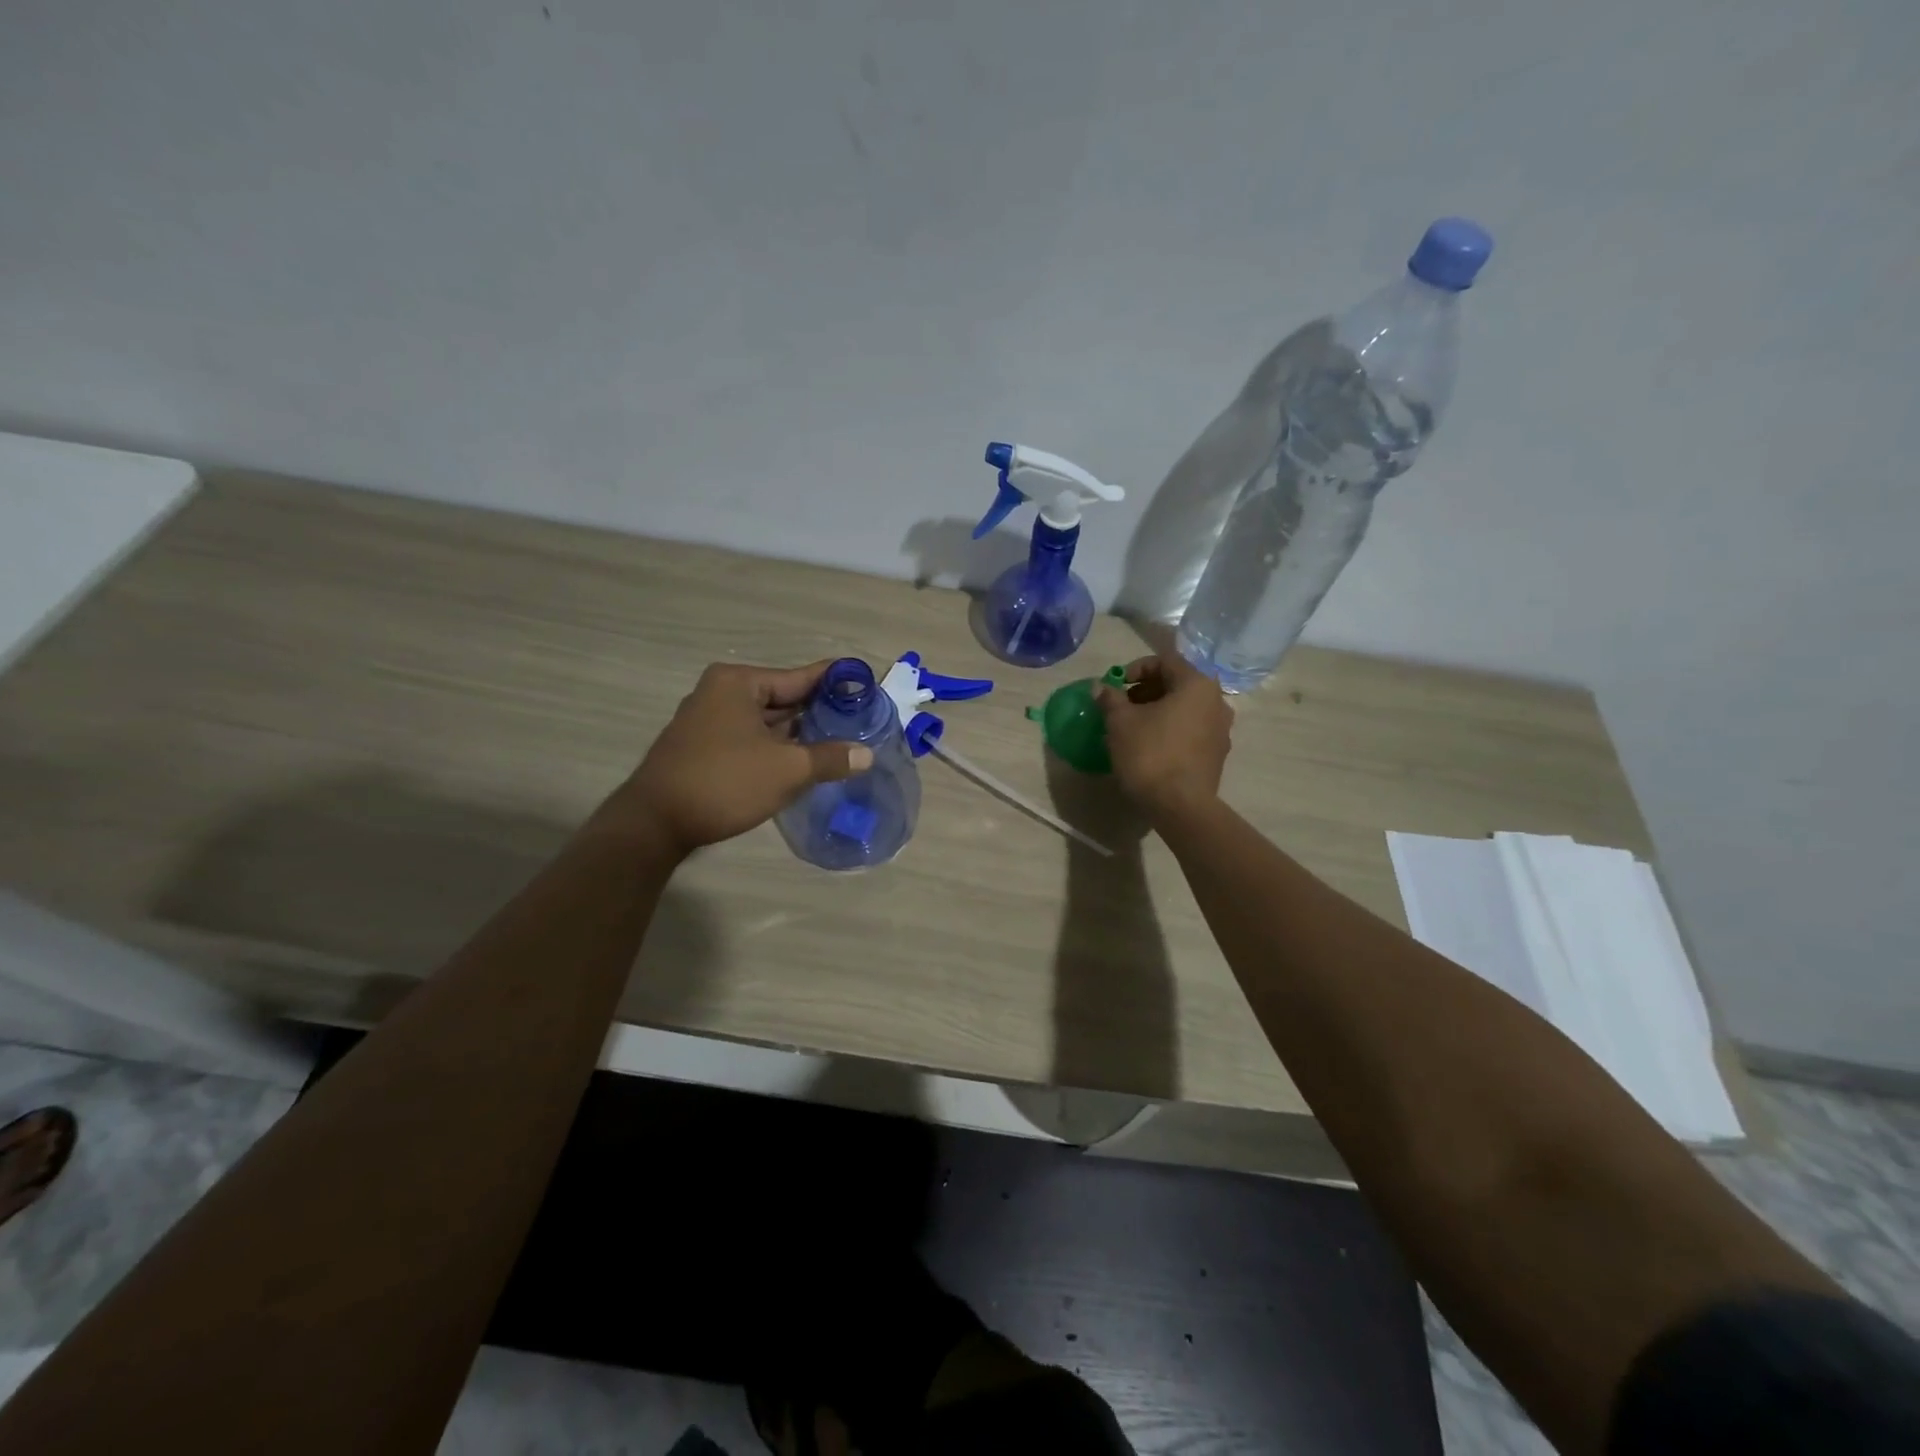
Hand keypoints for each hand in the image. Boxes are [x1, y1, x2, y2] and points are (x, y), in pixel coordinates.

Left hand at [620, 661, 871, 855]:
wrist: (654, 824)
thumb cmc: (724, 783)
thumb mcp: (787, 770)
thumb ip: (830, 758)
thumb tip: (867, 755)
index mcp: (739, 683)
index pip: (801, 676)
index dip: (836, 682)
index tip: (866, 685)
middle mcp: (722, 693)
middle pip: (784, 698)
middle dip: (820, 713)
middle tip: (862, 722)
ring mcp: (709, 721)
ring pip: (768, 723)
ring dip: (800, 735)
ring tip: (842, 743)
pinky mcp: (704, 748)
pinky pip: (752, 740)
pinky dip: (777, 748)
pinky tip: (804, 763)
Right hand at [1094, 653, 1232, 818]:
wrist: (1180, 806)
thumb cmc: (1150, 754)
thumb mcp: (1120, 722)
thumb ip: (1110, 698)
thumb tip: (1101, 687)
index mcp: (1197, 685)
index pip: (1165, 660)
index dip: (1136, 668)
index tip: (1116, 686)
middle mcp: (1217, 701)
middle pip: (1177, 683)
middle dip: (1146, 690)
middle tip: (1121, 706)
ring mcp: (1221, 730)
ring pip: (1185, 708)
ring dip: (1158, 711)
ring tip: (1132, 727)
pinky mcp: (1217, 754)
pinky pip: (1191, 730)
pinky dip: (1170, 729)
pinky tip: (1150, 746)